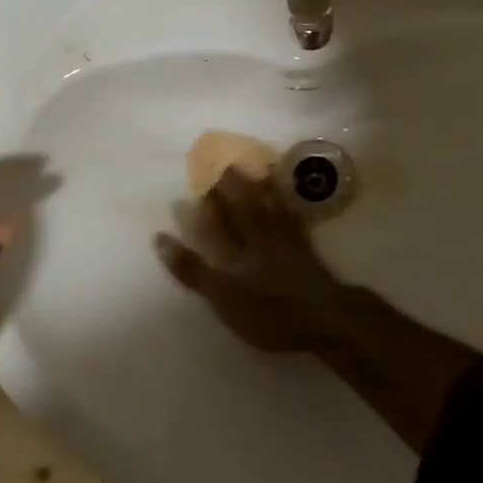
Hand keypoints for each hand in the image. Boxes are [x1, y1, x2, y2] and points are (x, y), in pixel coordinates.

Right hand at [155, 169, 345, 351]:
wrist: (323, 317)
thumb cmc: (268, 312)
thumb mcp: (222, 296)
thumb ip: (192, 269)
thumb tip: (160, 237)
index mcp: (237, 249)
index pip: (218, 220)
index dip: (208, 203)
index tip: (197, 183)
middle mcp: (259, 238)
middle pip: (245, 207)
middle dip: (233, 187)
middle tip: (225, 165)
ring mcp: (286, 242)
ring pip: (270, 208)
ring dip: (261, 188)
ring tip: (255, 168)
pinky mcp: (306, 250)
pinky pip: (294, 219)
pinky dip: (288, 205)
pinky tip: (289, 197)